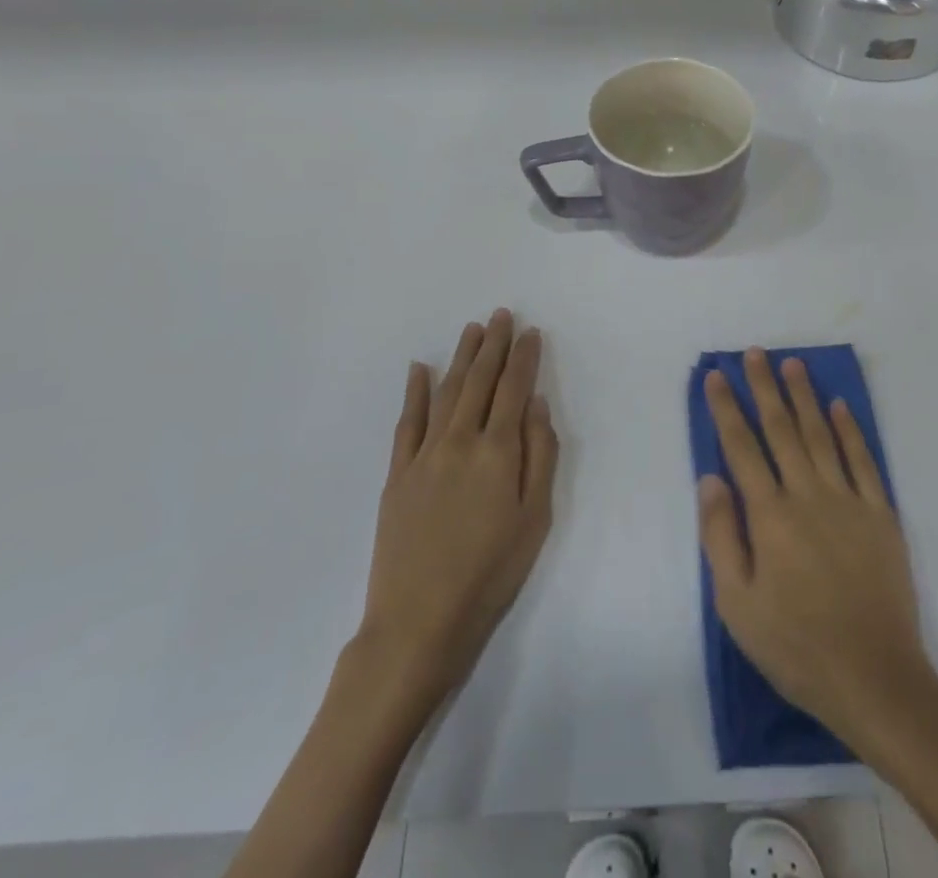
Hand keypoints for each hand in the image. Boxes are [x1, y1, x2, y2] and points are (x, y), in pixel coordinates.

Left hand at [354, 309, 558, 719]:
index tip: (531, 332)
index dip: (524, 358)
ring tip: (472, 330)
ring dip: (461, 357)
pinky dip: (414, 391)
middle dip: (494, 345)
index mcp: (497, 451)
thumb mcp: (535, 520)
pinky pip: (406, 422)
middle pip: (479, 381)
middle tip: (502, 315)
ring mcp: (424, 455)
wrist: (418, 622)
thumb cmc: (490, 574)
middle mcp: (459, 441)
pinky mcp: (397, 474)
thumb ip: (540, 456)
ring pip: (446, 392)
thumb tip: (537, 405)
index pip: (514, 390)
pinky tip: (418, 369)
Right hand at [698, 349, 935, 749]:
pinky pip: (862, 460)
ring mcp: (848, 501)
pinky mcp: (880, 515)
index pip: (741, 447)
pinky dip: (850, 430)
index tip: (717, 375)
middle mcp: (807, 494)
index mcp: (769, 515)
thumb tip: (710, 478)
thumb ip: (721, 535)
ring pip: (820, 435)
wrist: (875, 677)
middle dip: (765, 387)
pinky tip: (840, 406)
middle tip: (755, 352)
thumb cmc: (795, 645)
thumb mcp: (737, 604)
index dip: (727, 408)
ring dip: (804, 397)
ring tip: (793, 364)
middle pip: (781, 429)